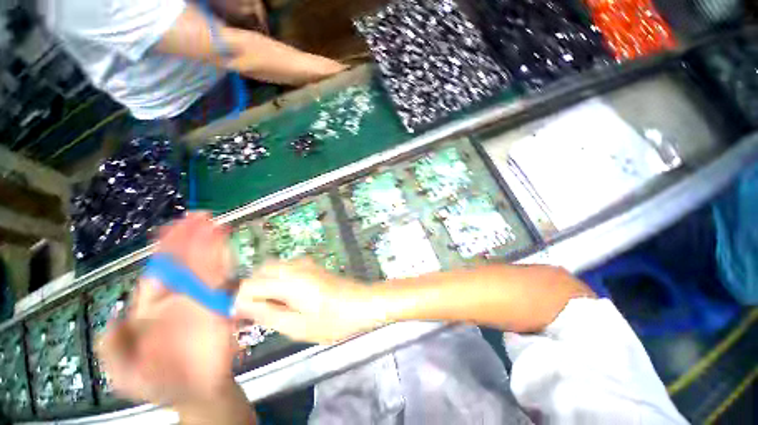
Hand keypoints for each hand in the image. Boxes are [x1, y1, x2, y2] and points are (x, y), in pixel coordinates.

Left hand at [96, 213, 241, 412]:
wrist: (196, 393)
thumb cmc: (158, 383)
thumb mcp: (122, 372)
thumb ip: (112, 346)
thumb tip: (117, 315)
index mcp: (153, 308)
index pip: (158, 271)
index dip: (165, 249)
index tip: (173, 227)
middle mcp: (179, 297)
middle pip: (184, 261)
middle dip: (191, 237)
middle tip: (201, 216)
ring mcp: (202, 300)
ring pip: (206, 266)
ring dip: (211, 245)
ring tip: (216, 225)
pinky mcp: (220, 306)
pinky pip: (223, 282)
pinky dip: (225, 264)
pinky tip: (227, 249)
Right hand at [233, 260, 380, 343]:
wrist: (362, 303)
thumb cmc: (333, 320)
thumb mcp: (297, 326)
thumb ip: (267, 314)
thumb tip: (240, 306)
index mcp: (289, 281)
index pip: (249, 284)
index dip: (240, 301)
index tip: (241, 318)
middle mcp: (295, 267)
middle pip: (260, 272)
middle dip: (252, 291)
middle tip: (257, 315)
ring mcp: (305, 264)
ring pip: (273, 269)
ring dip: (266, 286)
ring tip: (273, 310)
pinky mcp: (312, 266)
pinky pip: (286, 270)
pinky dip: (279, 282)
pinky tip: (288, 299)